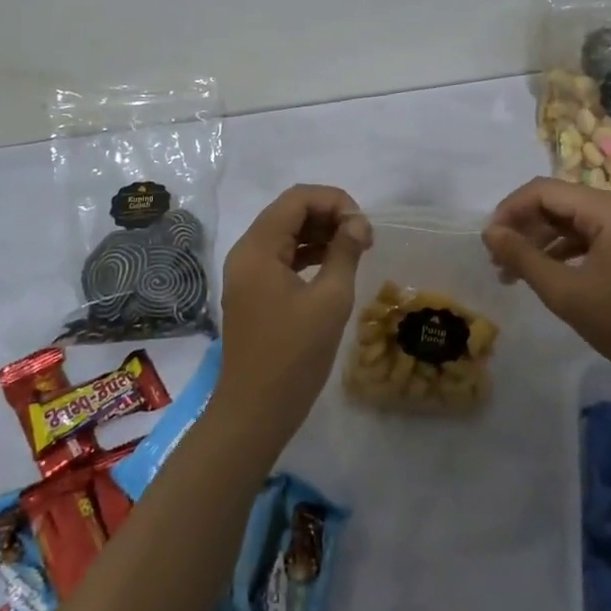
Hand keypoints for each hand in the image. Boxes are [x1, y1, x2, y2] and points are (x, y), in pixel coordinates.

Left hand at [214, 185, 372, 444]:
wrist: (255, 411)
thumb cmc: (294, 355)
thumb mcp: (330, 300)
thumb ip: (344, 252)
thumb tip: (358, 223)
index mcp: (258, 247)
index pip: (297, 198)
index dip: (335, 201)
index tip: (363, 226)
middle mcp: (246, 252)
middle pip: (289, 211)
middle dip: (329, 215)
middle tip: (363, 237)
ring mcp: (246, 272)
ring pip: (286, 233)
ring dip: (320, 233)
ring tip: (355, 249)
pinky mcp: (253, 291)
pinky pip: (281, 256)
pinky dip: (308, 253)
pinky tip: (334, 265)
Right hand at [483, 178, 610, 369]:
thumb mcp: (565, 291)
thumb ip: (522, 257)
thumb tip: (489, 233)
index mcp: (606, 207)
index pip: (543, 190)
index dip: (510, 211)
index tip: (488, 242)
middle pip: (554, 202)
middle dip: (521, 227)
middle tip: (496, 260)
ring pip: (566, 220)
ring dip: (536, 241)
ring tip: (509, 273)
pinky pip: (582, 236)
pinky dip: (557, 251)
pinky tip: (539, 274)